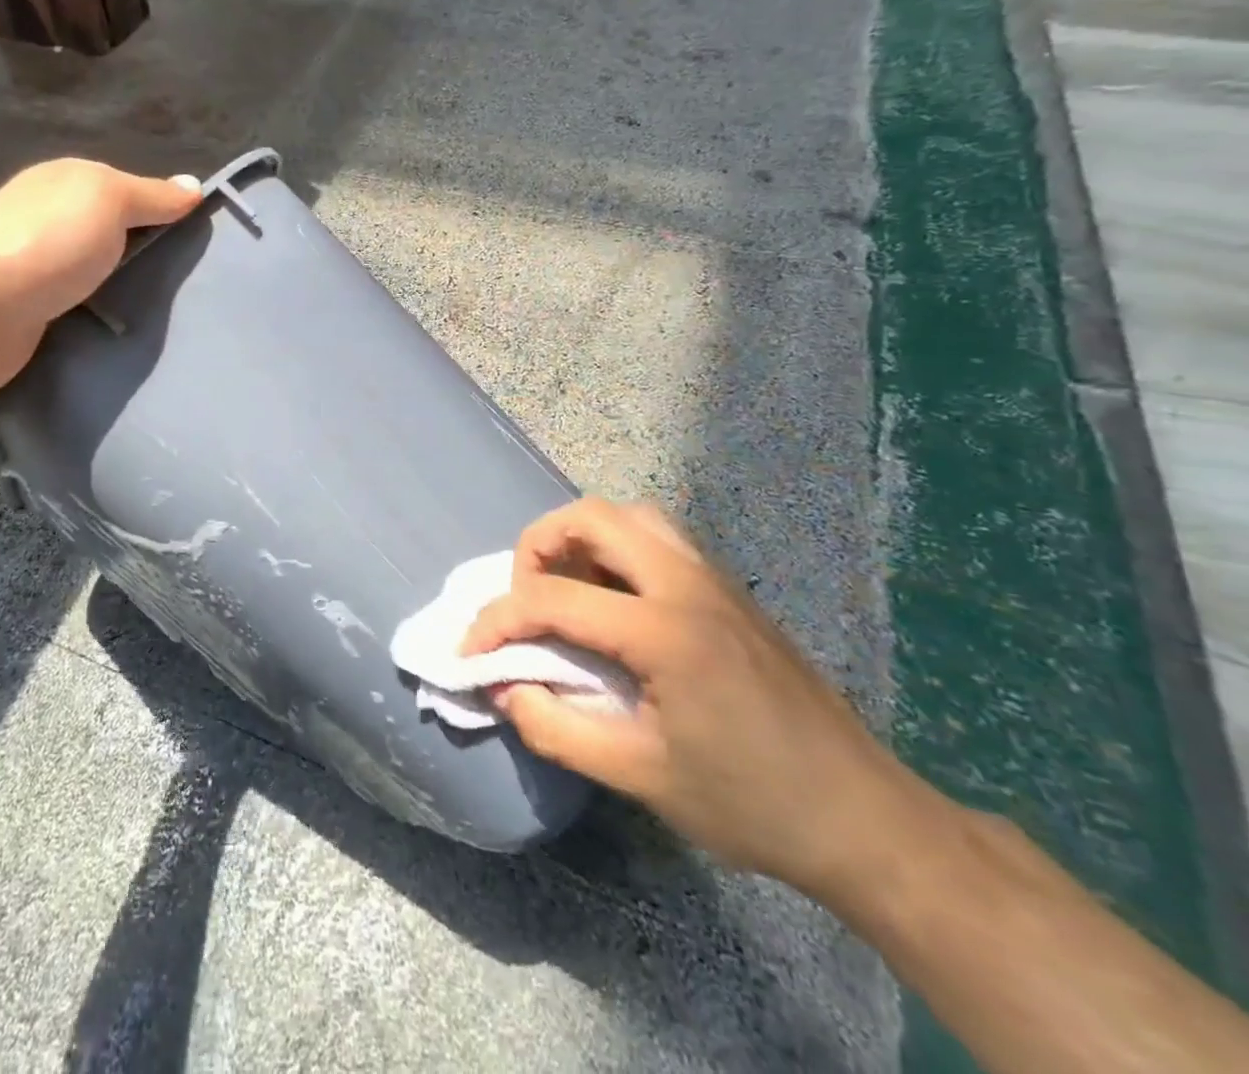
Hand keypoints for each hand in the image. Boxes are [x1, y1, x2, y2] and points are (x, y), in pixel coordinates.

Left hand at [0, 159, 199, 396]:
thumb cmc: (47, 242)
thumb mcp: (108, 200)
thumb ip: (152, 195)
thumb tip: (194, 185)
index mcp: (64, 183)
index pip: (127, 191)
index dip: (163, 211)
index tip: (202, 240)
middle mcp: (49, 220)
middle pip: (112, 234)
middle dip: (147, 255)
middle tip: (193, 281)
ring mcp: (37, 268)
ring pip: (97, 274)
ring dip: (124, 290)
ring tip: (170, 311)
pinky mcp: (32, 314)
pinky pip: (80, 309)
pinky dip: (101, 317)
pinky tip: (128, 330)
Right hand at [464, 499, 932, 899]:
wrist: (867, 819)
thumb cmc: (751, 803)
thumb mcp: (639, 776)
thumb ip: (556, 727)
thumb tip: (502, 688)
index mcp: (664, 629)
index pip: (552, 599)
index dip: (497, 621)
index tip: (469, 653)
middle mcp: (687, 583)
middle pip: (592, 517)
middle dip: (537, 547)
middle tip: (523, 598)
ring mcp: (714, 580)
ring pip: (630, 516)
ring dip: (581, 539)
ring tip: (565, 589)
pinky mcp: (730, 591)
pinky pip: (659, 538)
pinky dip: (617, 548)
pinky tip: (614, 602)